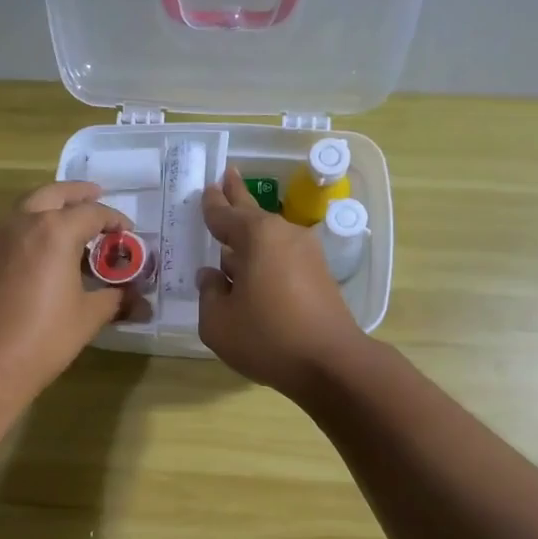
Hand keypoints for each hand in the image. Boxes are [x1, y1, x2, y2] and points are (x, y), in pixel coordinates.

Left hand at [0, 181, 133, 397]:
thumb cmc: (44, 336)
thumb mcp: (88, 317)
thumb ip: (115, 299)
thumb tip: (139, 301)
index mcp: (55, 230)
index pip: (93, 213)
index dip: (115, 221)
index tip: (128, 234)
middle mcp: (25, 221)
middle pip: (55, 194)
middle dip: (78, 194)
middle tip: (97, 195)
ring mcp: (1, 237)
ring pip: (31, 206)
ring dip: (54, 206)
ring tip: (75, 222)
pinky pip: (18, 226)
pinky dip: (37, 224)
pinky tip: (52, 249)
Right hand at [197, 168, 368, 396]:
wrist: (331, 363)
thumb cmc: (267, 338)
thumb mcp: (218, 322)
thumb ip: (209, 293)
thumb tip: (213, 277)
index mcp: (256, 237)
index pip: (225, 215)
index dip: (212, 204)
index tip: (207, 188)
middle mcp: (284, 235)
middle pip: (253, 212)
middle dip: (237, 195)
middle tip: (227, 175)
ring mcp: (307, 254)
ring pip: (270, 237)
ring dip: (250, 233)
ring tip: (233, 232)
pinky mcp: (319, 276)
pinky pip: (282, 256)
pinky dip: (265, 256)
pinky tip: (253, 269)